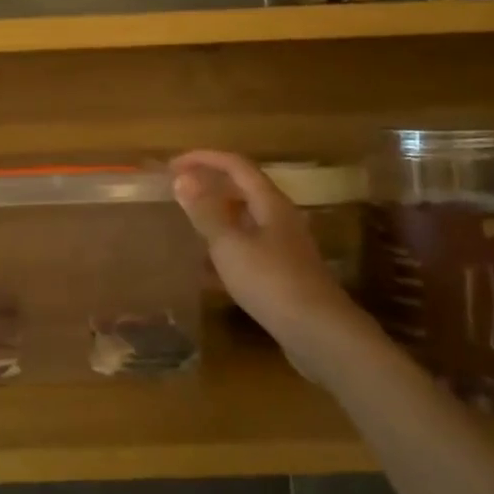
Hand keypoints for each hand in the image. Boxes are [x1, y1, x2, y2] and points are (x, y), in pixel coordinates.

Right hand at [170, 150, 376, 382]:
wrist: (320, 334)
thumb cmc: (271, 282)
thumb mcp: (230, 245)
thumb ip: (205, 212)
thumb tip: (183, 179)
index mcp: (270, 203)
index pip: (236, 165)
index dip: (204, 159)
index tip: (172, 165)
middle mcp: (280, 218)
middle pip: (243, 189)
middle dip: (210, 184)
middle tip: (177, 190)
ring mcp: (284, 246)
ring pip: (245, 219)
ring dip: (216, 215)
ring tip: (186, 221)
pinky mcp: (282, 272)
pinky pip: (247, 247)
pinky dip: (224, 246)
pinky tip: (205, 266)